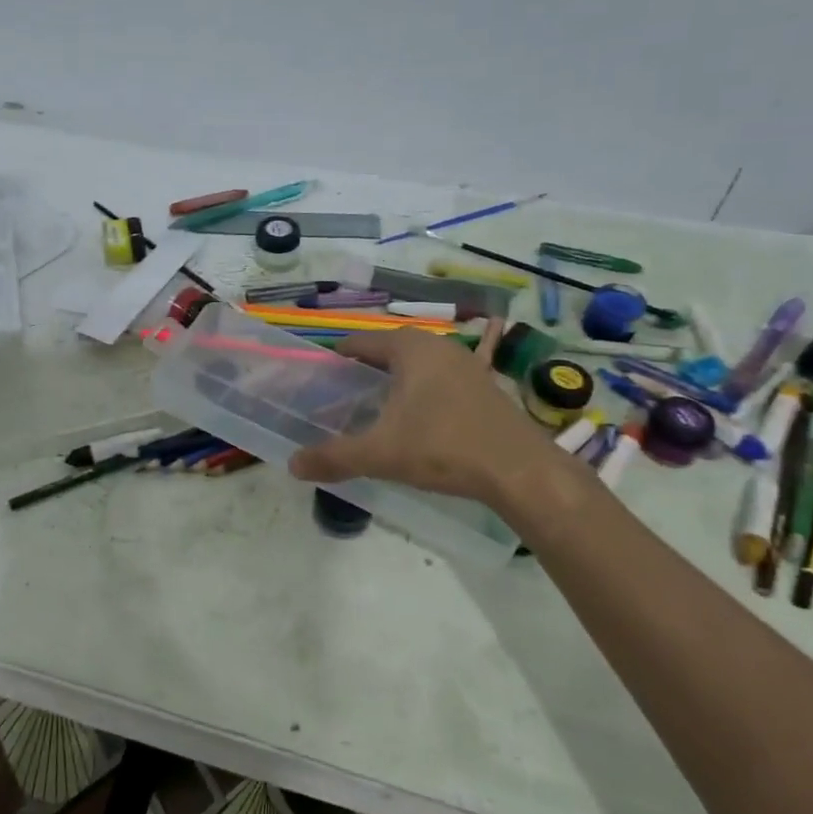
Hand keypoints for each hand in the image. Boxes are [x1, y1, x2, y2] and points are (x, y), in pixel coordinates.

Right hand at [288, 323, 563, 507]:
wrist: (519, 470)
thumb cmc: (443, 448)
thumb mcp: (380, 454)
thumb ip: (334, 457)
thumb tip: (293, 464)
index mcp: (409, 349)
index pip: (360, 343)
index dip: (336, 359)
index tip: (319, 380)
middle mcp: (438, 346)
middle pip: (389, 350)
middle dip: (365, 370)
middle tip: (342, 397)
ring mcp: (467, 364)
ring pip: (418, 364)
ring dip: (396, 379)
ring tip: (375, 407)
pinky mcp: (485, 387)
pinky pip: (443, 379)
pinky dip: (425, 390)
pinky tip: (421, 414)